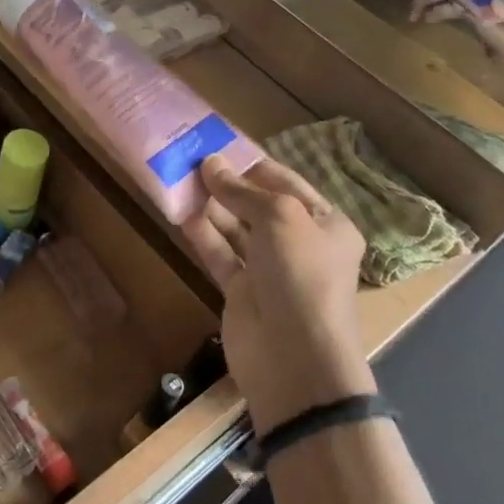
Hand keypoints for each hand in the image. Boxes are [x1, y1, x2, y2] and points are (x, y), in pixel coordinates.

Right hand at [180, 156, 373, 433]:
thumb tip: (210, 164)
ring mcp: (269, 269)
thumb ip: (242, 190)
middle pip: (257, 205)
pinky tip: (179, 214)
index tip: (216, 145)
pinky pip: (219, 254)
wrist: (294, 359)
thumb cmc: (300, 275)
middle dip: (227, 184)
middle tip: (188, 160)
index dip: (251, 163)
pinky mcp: (241, 291)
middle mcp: (299, 243)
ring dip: (210, 206)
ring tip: (178, 180)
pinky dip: (202, 235)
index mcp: (325, 223)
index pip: (285, 182)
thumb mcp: (280, 218)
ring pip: (235, 229)